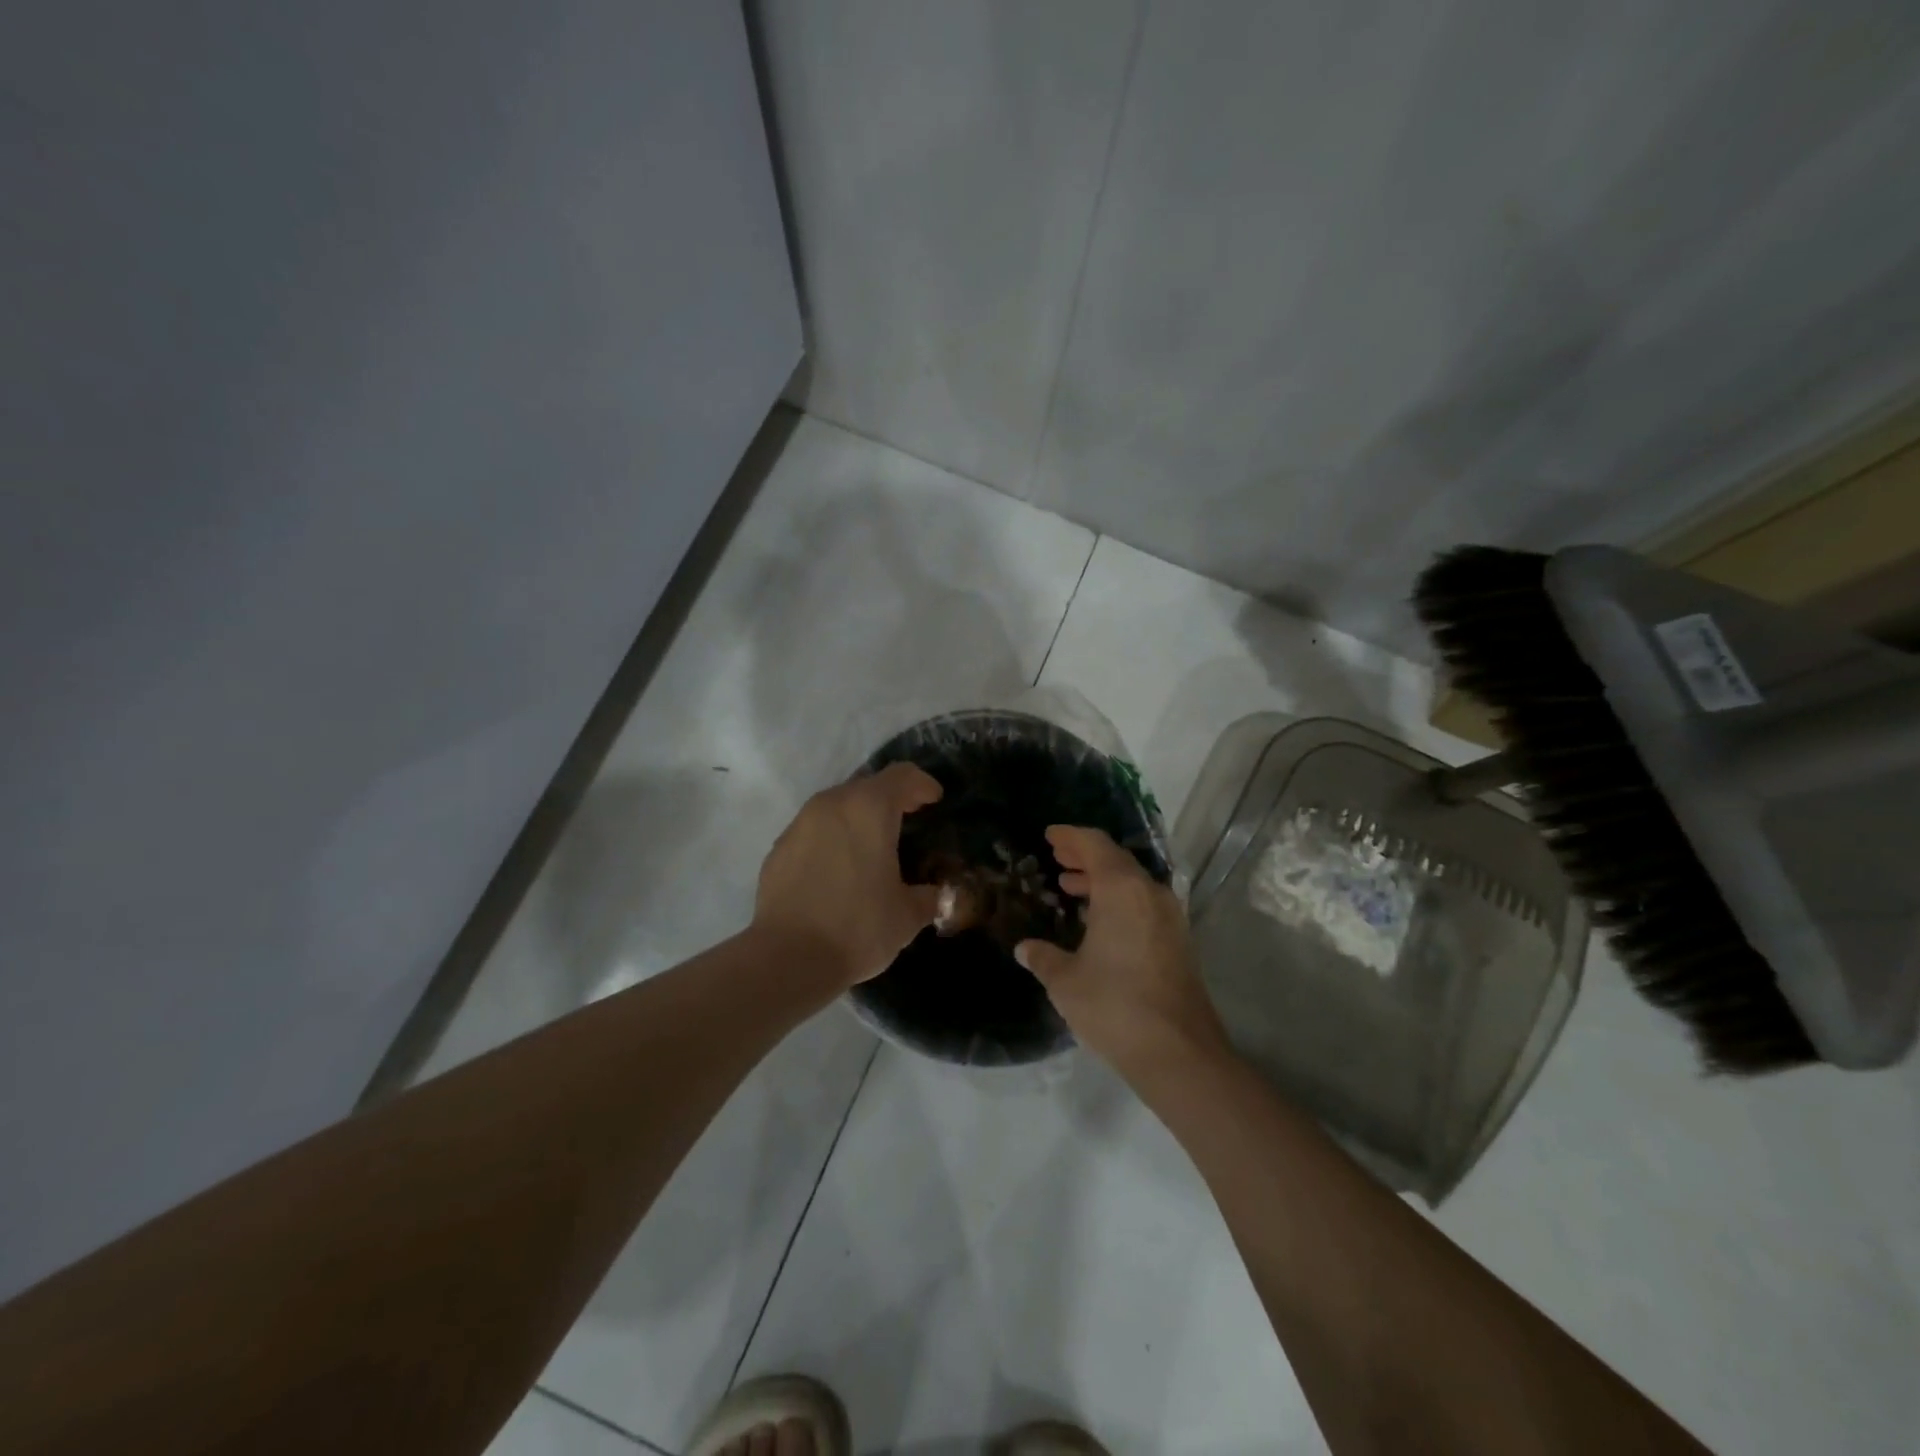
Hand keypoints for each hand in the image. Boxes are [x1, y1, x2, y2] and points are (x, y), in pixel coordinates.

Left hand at [754, 762, 944, 988]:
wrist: (787, 958)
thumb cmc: (858, 927)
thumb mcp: (908, 915)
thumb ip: (929, 896)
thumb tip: (939, 895)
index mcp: (869, 809)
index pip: (902, 775)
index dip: (922, 784)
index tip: (934, 800)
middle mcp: (831, 805)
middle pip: (867, 786)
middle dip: (890, 799)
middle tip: (908, 820)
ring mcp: (799, 824)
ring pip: (836, 806)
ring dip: (858, 817)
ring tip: (872, 846)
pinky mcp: (779, 848)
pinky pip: (813, 831)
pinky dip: (832, 838)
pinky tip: (838, 869)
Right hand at [1016, 826, 1230, 1081]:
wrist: (1179, 1053)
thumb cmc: (1114, 1006)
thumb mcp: (1066, 981)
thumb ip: (1043, 957)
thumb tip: (1025, 948)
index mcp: (1122, 890)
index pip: (1095, 845)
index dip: (1070, 837)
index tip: (1050, 835)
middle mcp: (1151, 893)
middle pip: (1116, 860)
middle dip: (1085, 857)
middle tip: (1058, 858)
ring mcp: (1170, 917)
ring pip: (1132, 884)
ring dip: (1102, 881)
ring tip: (1071, 887)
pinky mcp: (1179, 942)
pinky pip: (1144, 905)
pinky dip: (1119, 901)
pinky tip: (1098, 922)